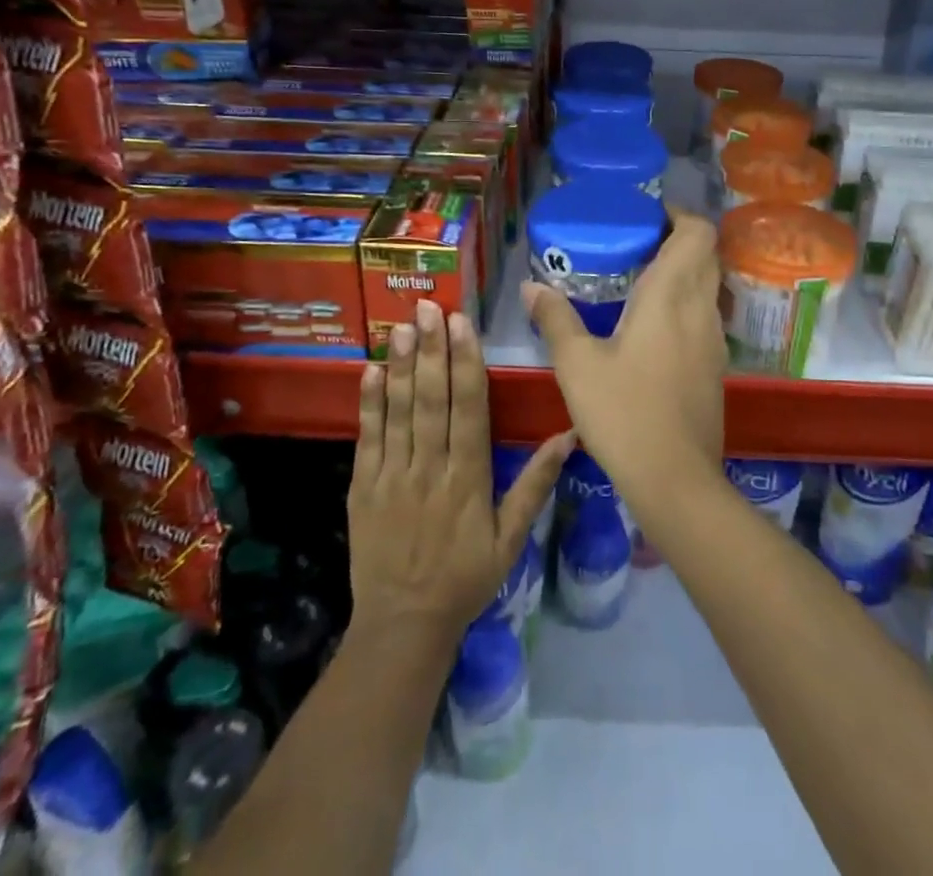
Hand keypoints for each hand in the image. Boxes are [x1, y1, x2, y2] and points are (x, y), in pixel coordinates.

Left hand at [348, 299, 572, 649]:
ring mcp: (392, 475)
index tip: (463, 325)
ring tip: (400, 326)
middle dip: (431, 349)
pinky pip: (367, 438)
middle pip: (432, 399)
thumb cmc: (465, 579)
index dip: (466, 363)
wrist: (403, 625)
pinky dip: (369, 403)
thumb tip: (569, 436)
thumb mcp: (511, 539)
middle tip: (428, 308)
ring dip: (400, 365)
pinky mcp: (363, 487)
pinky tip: (370, 370)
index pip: (469, 408)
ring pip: (399, 410)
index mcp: (468, 478)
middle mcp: (430, 468)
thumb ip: (536, 484)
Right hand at [522, 206, 728, 518]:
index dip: (679, 215)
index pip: (698, 233)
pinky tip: (651, 326)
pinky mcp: (716, 366)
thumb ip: (555, 319)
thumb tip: (531, 287)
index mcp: (671, 295)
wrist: (675, 479)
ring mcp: (714, 339)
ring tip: (639, 279)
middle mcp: (701, 308)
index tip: (647, 215)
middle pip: (706, 254)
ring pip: (708, 285)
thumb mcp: (576, 364)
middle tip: (635, 243)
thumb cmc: (623, 412)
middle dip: (677, 239)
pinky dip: (685, 302)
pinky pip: (704, 315)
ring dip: (683, 271)